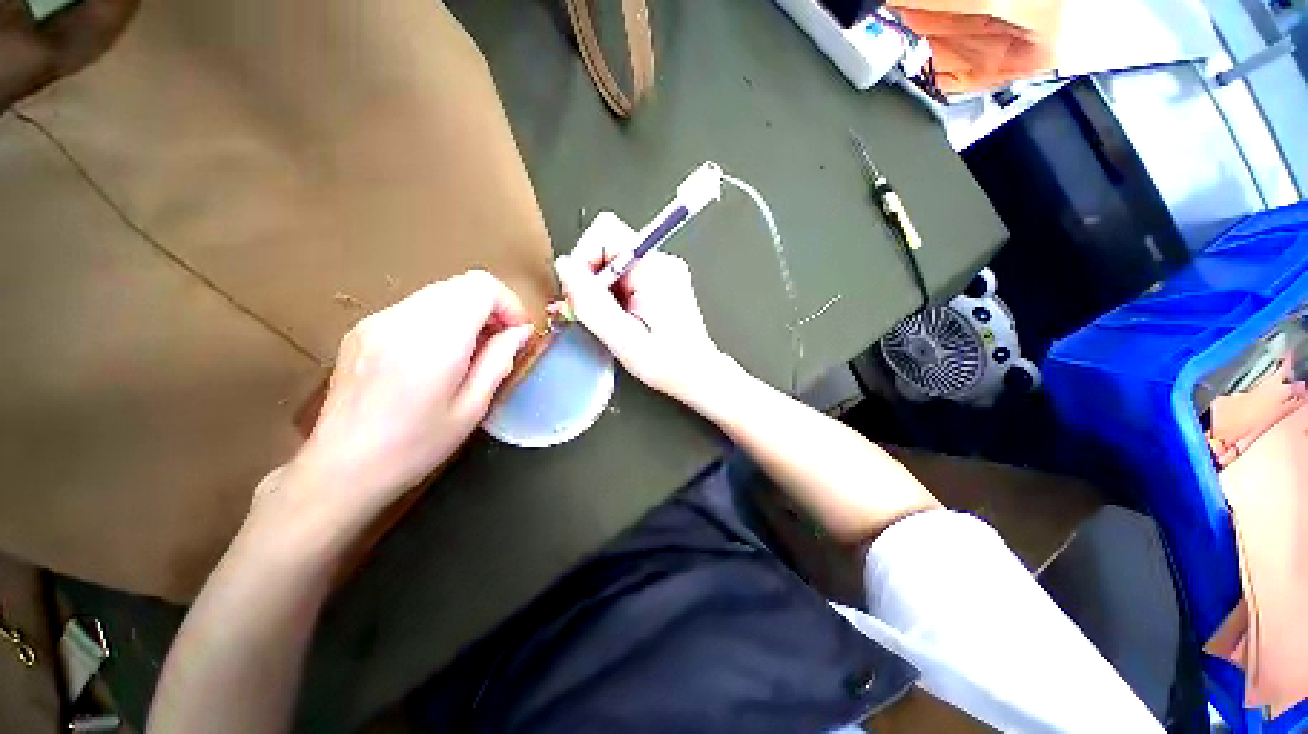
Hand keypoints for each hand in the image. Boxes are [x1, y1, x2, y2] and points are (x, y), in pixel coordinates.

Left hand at [258, 271, 533, 539]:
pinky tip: (437, 355)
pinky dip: (441, 319)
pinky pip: (416, 306)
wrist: (341, 468)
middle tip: (498, 342)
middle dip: (491, 306)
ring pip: (439, 292)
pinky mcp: (363, 328)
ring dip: (466, 312)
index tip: (516, 333)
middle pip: (461, 284)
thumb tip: (521, 332)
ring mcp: (377, 320)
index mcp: (434, 340)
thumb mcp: (472, 409)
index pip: (480, 286)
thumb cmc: (415, 446)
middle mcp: (402, 319)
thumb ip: (499, 361)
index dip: (508, 303)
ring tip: (470, 351)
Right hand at [554, 239, 733, 401]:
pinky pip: (623, 277)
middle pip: (607, 247)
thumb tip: (565, 266)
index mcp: (655, 269)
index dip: (584, 258)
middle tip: (587, 311)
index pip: (606, 232)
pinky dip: (610, 295)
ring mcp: (661, 271)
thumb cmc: (668, 362)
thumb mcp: (623, 338)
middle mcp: (660, 262)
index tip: (581, 293)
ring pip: (611, 264)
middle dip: (588, 278)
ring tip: (604, 320)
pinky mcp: (658, 282)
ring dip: (598, 290)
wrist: (695, 374)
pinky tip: (614, 318)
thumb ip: (592, 302)